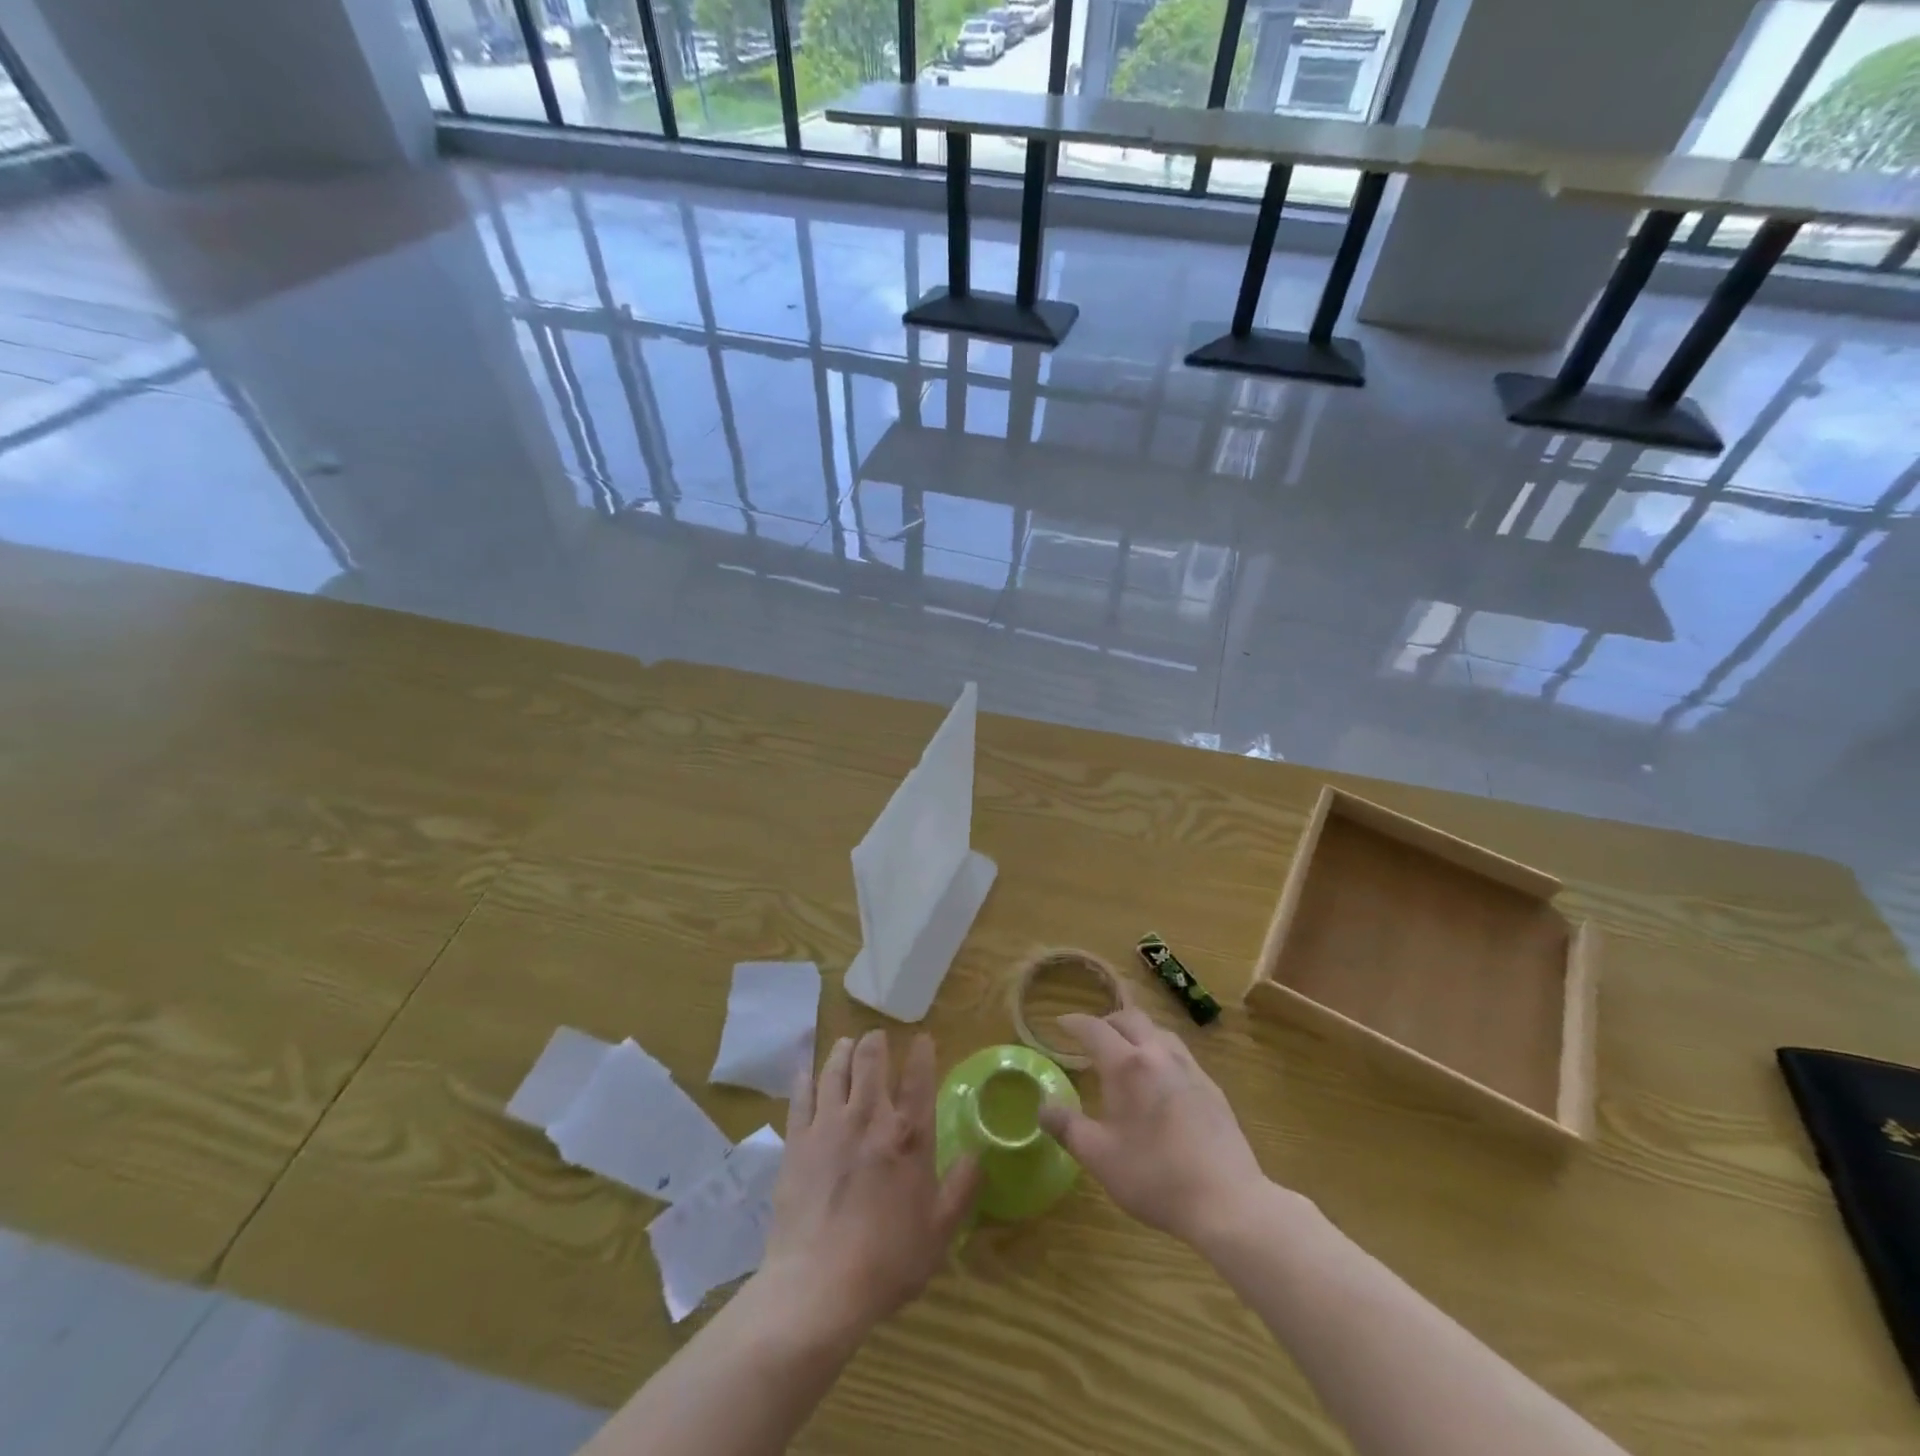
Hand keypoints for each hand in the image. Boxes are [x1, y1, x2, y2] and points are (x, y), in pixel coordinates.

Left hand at [758, 1030, 980, 1337]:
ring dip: (842, 1051)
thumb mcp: (939, 1231)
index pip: (919, 1077)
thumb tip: (977, 1155)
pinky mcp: (797, 1142)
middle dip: (875, 1042)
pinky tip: (805, 1071)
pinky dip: (805, 1078)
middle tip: (877, 1037)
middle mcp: (869, 1117)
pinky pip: (801, 1097)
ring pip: (835, 1070)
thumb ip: (960, 1188)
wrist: (819, 1286)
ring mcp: (829, 1125)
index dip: (922, 1052)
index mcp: (909, 1135)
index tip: (922, 1039)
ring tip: (845, 1043)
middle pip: (871, 1060)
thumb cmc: (888, 1261)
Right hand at [1038, 1009, 1268, 1245]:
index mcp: (1127, 1066)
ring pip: (1159, 1032)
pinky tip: (1161, 1080)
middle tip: (1092, 1036)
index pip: (1094, 1028)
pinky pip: (1180, 1053)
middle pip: (1130, 1018)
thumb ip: (1067, 1128)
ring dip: (1137, 1032)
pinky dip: (1160, 1052)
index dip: (1074, 1023)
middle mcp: (1158, 1055)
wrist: (1228, 1201)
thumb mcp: (1099, 1157)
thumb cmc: (1155, 1177)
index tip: (1060, 1022)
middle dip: (1107, 1021)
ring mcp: (1190, 1069)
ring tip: (1126, 1052)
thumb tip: (1042, 1107)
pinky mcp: (1212, 1088)